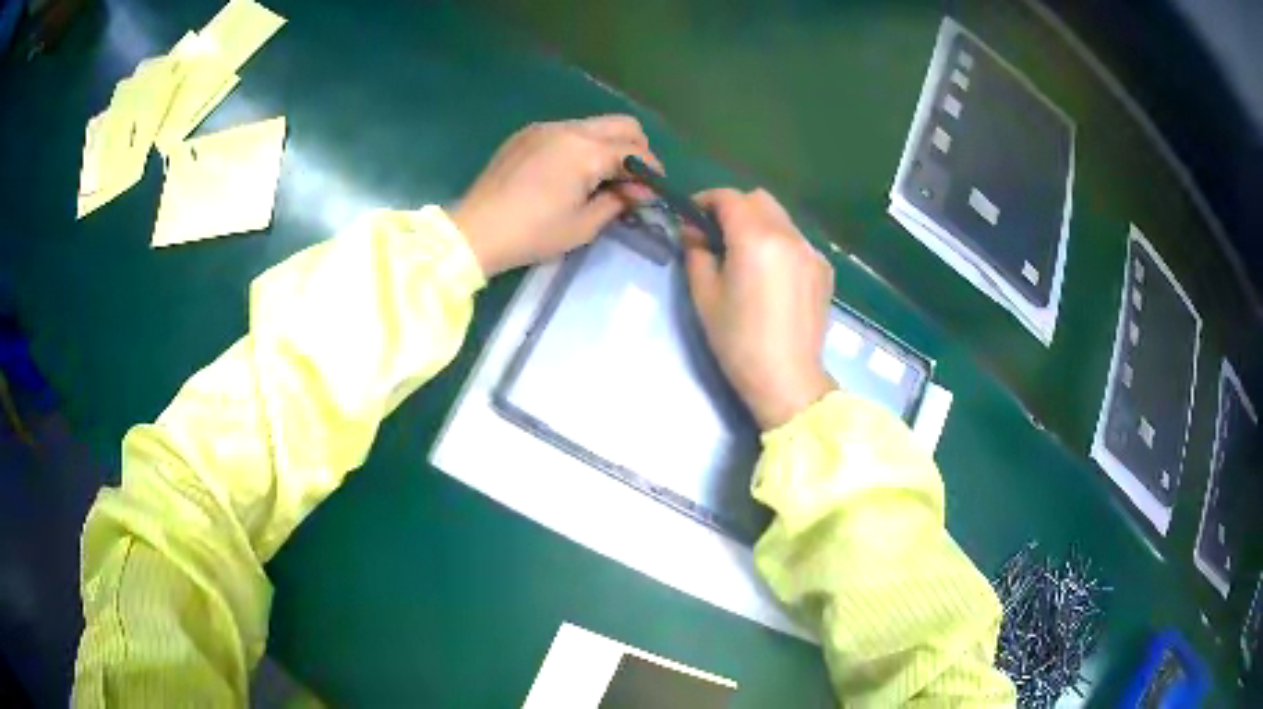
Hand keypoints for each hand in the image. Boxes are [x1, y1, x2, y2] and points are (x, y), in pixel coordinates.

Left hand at [451, 116, 661, 276]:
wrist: (476, 230)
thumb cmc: (533, 233)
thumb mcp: (584, 225)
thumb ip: (619, 200)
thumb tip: (641, 190)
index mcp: (586, 151)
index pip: (635, 152)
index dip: (652, 171)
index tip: (655, 191)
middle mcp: (569, 129)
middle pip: (622, 124)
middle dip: (636, 148)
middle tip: (632, 178)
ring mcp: (545, 127)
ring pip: (594, 124)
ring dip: (608, 145)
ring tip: (600, 176)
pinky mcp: (527, 133)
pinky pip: (567, 130)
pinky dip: (581, 144)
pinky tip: (569, 171)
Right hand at [684, 188, 836, 430]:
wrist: (787, 378)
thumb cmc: (739, 341)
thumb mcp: (704, 296)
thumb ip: (696, 253)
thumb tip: (693, 232)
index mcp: (756, 239)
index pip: (729, 198)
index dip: (705, 201)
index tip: (691, 218)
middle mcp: (789, 235)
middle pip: (758, 199)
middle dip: (733, 208)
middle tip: (716, 235)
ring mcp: (811, 252)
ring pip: (780, 217)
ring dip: (758, 223)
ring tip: (744, 255)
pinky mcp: (824, 269)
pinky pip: (796, 240)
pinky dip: (779, 243)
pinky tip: (771, 275)